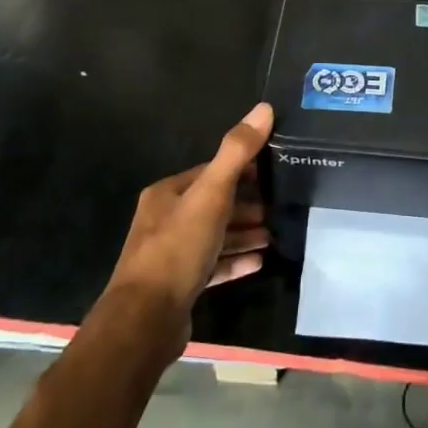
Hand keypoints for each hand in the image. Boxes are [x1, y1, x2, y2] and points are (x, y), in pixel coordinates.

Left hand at [106, 103, 274, 343]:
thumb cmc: (178, 248)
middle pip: (214, 204)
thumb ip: (237, 152)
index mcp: (167, 193)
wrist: (147, 319)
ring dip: (244, 233)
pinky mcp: (180, 285)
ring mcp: (171, 255)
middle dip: (247, 205)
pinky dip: (236, 260)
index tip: (274, 172)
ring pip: (215, 236)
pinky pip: (214, 266)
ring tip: (276, 234)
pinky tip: (260, 261)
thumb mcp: (211, 194)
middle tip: (281, 207)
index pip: (210, 172)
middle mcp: (165, 219)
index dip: (242, 170)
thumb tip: (264, 108)